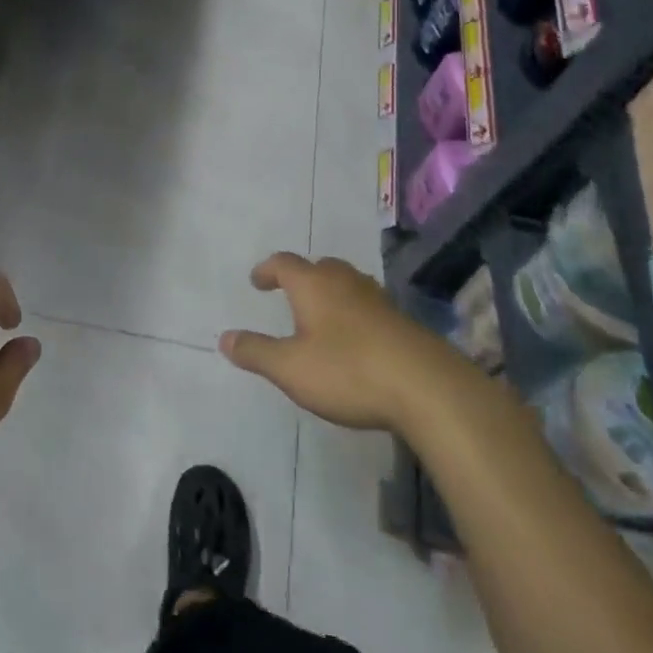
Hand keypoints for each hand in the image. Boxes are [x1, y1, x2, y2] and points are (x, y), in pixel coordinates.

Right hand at [220, 253, 483, 431]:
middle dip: (303, 277)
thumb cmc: (348, 370)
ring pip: (348, 283)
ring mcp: (378, 299)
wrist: (428, 388)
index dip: (267, 270)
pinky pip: (369, 306)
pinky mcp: (402, 322)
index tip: (257, 281)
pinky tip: (357, 338)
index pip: (283, 263)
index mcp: (313, 284)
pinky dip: (355, 313)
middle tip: (291, 293)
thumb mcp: (290, 368)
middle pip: (320, 267)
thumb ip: (256, 352)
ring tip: (323, 313)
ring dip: (332, 292)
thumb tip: (224, 338)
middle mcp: (344, 282)